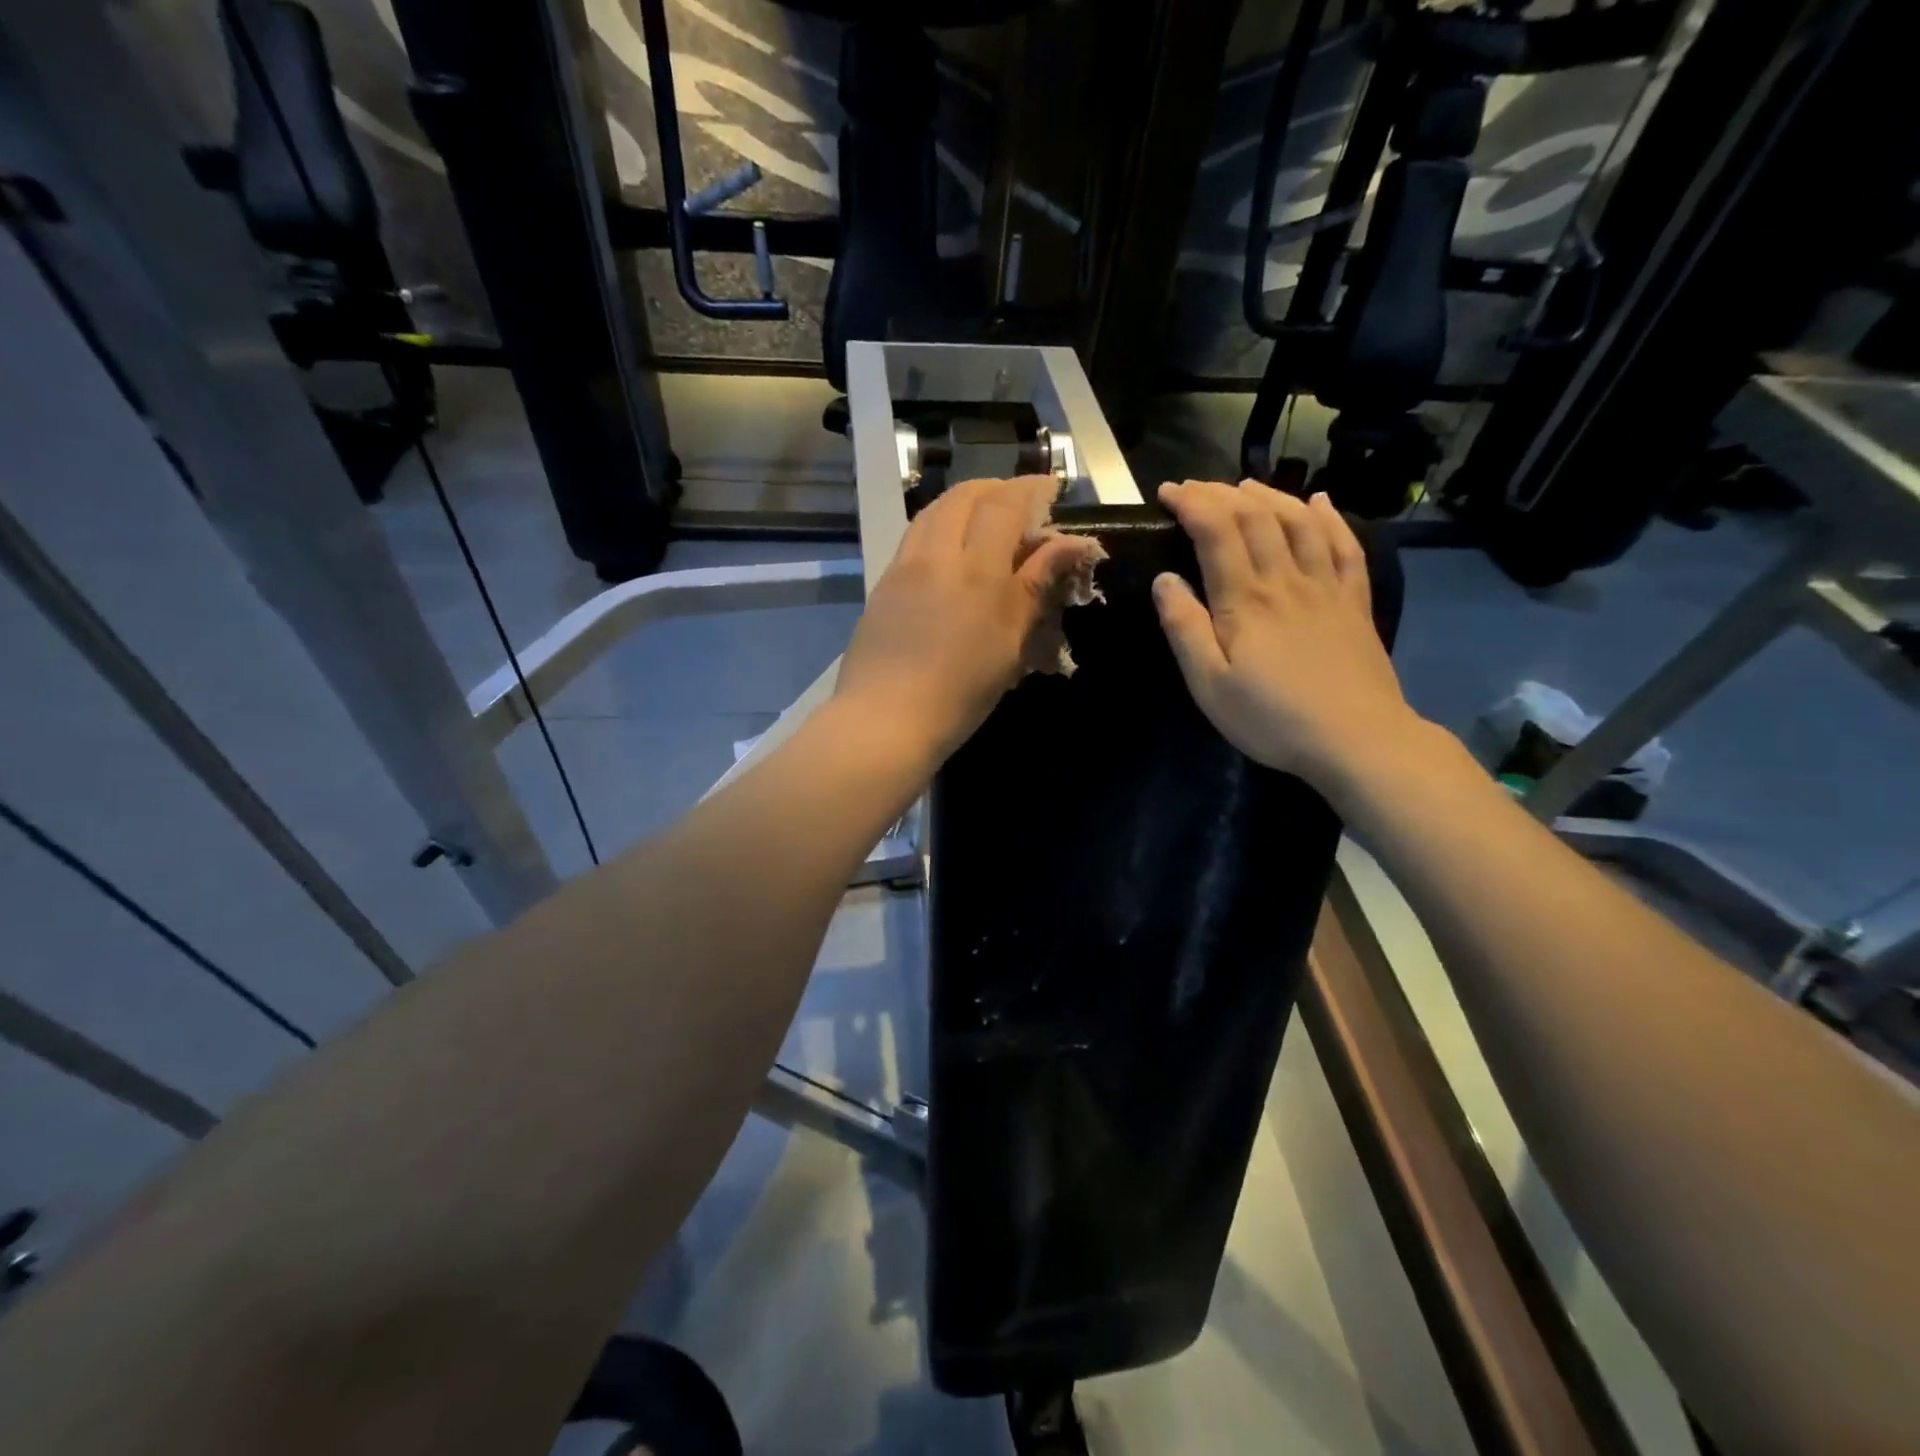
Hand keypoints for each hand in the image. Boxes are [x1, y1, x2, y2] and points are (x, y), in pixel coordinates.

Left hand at [836, 476, 1100, 762]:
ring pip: (934, 511)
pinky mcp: (883, 584)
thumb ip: (1036, 587)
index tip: (1052, 490)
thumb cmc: (959, 693)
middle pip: (965, 496)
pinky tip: (949, 550)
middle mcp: (936, 555)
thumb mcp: (1010, 644)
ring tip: (985, 518)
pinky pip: (914, 537)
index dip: (1031, 489)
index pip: (1005, 505)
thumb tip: (1070, 545)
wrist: (884, 720)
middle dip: (997, 489)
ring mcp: (903, 567)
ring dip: (964, 502)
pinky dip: (939, 525)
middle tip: (1020, 502)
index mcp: (977, 571)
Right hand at [1153, 479, 1424, 790]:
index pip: (1216, 532)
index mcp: (1245, 600)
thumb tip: (1164, 579)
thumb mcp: (1209, 684)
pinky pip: (1344, 546)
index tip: (1167, 493)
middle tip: (1195, 488)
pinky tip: (1320, 503)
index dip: (1191, 504)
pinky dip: (1330, 518)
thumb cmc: (1272, 718)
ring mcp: (1326, 587)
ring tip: (1245, 486)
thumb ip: (1184, 629)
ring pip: (1299, 522)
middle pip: (1256, 517)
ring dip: (1269, 496)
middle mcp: (1286, 580)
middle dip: (1221, 493)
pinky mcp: (1354, 602)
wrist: (1357, 740)